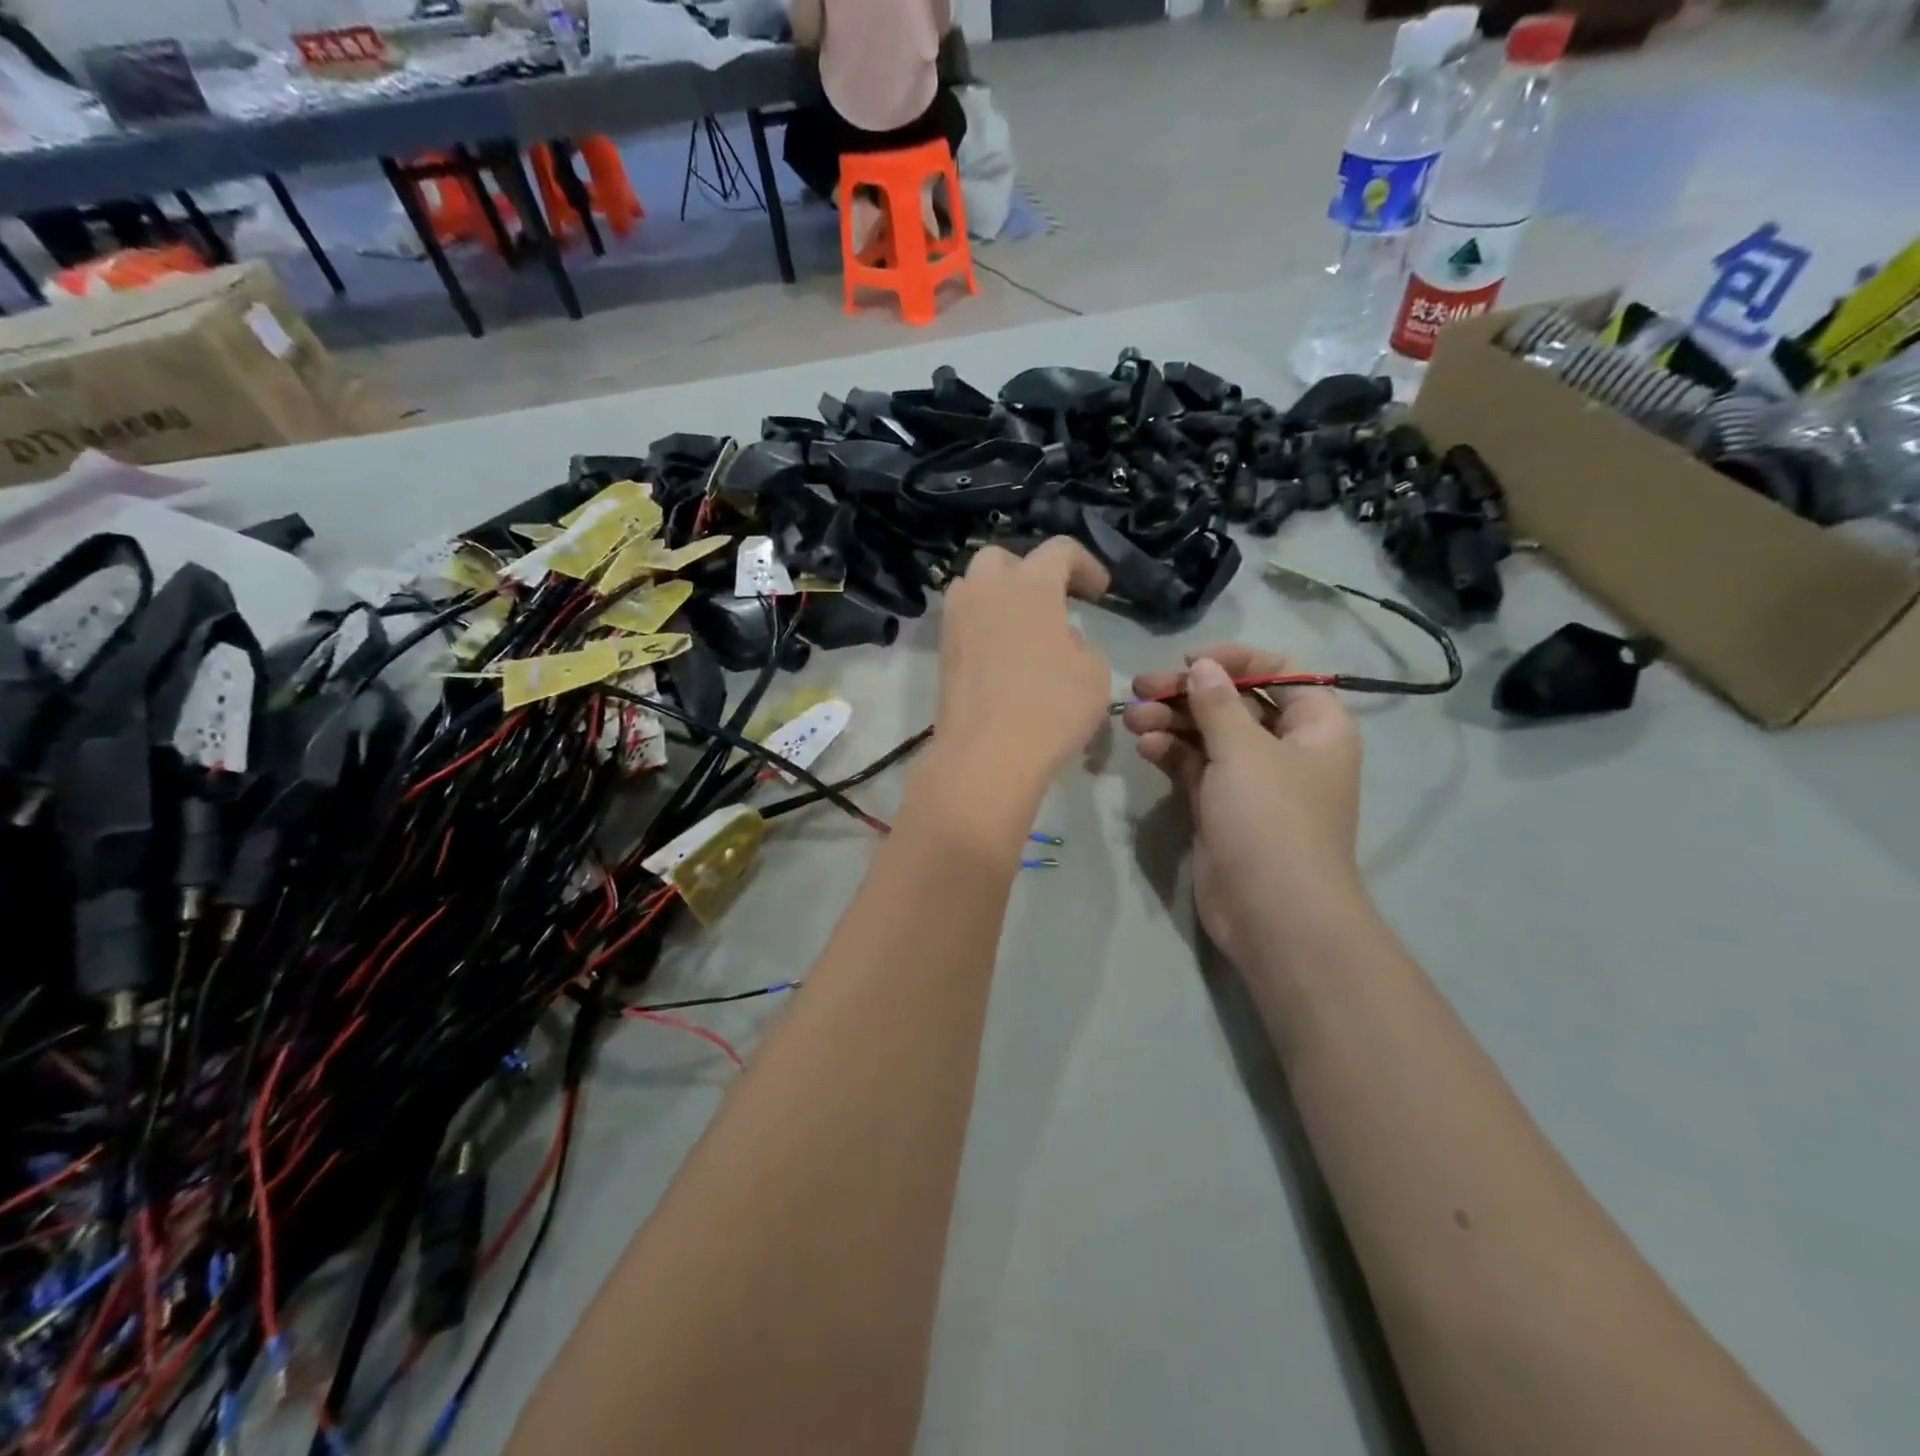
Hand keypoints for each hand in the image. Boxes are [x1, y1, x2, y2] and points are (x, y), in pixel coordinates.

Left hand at [931, 539, 1110, 803]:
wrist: (987, 753)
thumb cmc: (1052, 707)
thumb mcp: (1094, 672)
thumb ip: (1081, 642)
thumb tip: (1059, 637)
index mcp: (1031, 583)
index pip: (1060, 550)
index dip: (1085, 565)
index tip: (1100, 593)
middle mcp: (987, 589)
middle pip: (1004, 559)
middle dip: (1030, 572)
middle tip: (1052, 601)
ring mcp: (957, 618)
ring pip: (974, 585)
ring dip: (999, 595)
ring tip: (1022, 625)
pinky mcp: (942, 650)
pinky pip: (963, 619)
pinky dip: (982, 624)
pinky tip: (1001, 652)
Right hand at [1121, 645, 1363, 968]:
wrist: (1271, 912)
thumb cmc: (1271, 819)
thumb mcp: (1244, 751)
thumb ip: (1218, 703)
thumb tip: (1202, 665)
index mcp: (1316, 726)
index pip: (1279, 673)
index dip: (1235, 660)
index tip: (1191, 660)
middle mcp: (1286, 747)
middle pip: (1235, 702)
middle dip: (1188, 693)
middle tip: (1141, 686)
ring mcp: (1251, 779)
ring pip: (1209, 734)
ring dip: (1171, 722)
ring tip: (1131, 718)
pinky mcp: (1221, 805)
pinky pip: (1195, 766)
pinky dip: (1171, 753)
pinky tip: (1145, 747)